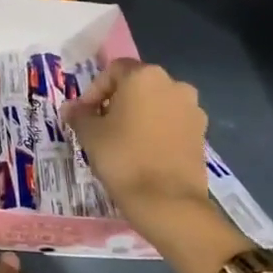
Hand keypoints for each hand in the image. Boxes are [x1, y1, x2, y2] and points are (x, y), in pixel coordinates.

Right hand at [61, 58, 209, 215]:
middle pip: (137, 85)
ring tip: (123, 140)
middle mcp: (173, 84)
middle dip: (117, 101)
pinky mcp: (202, 133)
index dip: (94, 90)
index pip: (113, 71)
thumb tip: (71, 108)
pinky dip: (157, 130)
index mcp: (144, 76)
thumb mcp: (91, 134)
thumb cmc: (123, 157)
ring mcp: (192, 109)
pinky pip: (172, 122)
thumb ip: (80, 115)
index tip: (84, 114)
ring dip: (139, 115)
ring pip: (157, 103)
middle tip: (101, 125)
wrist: (167, 201)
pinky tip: (144, 151)